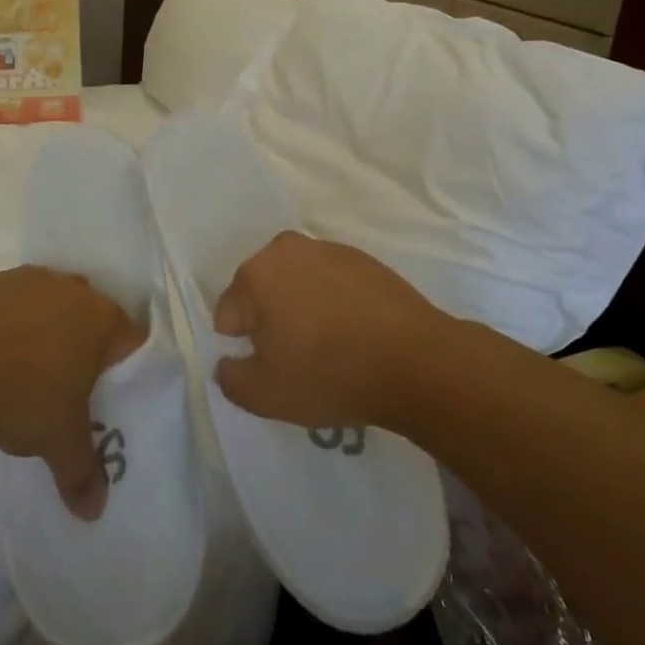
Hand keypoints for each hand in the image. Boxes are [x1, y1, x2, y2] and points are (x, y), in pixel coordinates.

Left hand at [0, 267, 143, 519]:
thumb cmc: (16, 394)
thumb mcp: (57, 442)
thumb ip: (83, 473)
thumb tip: (94, 510)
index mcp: (103, 318)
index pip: (134, 344)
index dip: (126, 375)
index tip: (109, 402)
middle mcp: (75, 289)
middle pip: (95, 323)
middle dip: (88, 354)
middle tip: (72, 392)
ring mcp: (32, 279)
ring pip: (56, 309)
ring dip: (50, 336)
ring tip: (28, 375)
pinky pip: (19, 305)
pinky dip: (15, 327)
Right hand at [212, 232, 449, 429]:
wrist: (416, 361)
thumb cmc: (328, 374)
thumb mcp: (264, 394)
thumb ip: (230, 378)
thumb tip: (229, 362)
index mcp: (256, 274)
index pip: (228, 314)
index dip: (244, 346)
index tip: (273, 366)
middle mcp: (287, 249)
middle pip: (262, 292)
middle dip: (271, 321)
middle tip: (299, 357)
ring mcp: (330, 250)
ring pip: (298, 284)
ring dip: (303, 309)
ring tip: (331, 347)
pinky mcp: (365, 260)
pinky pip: (333, 284)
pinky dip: (335, 304)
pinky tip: (356, 334)